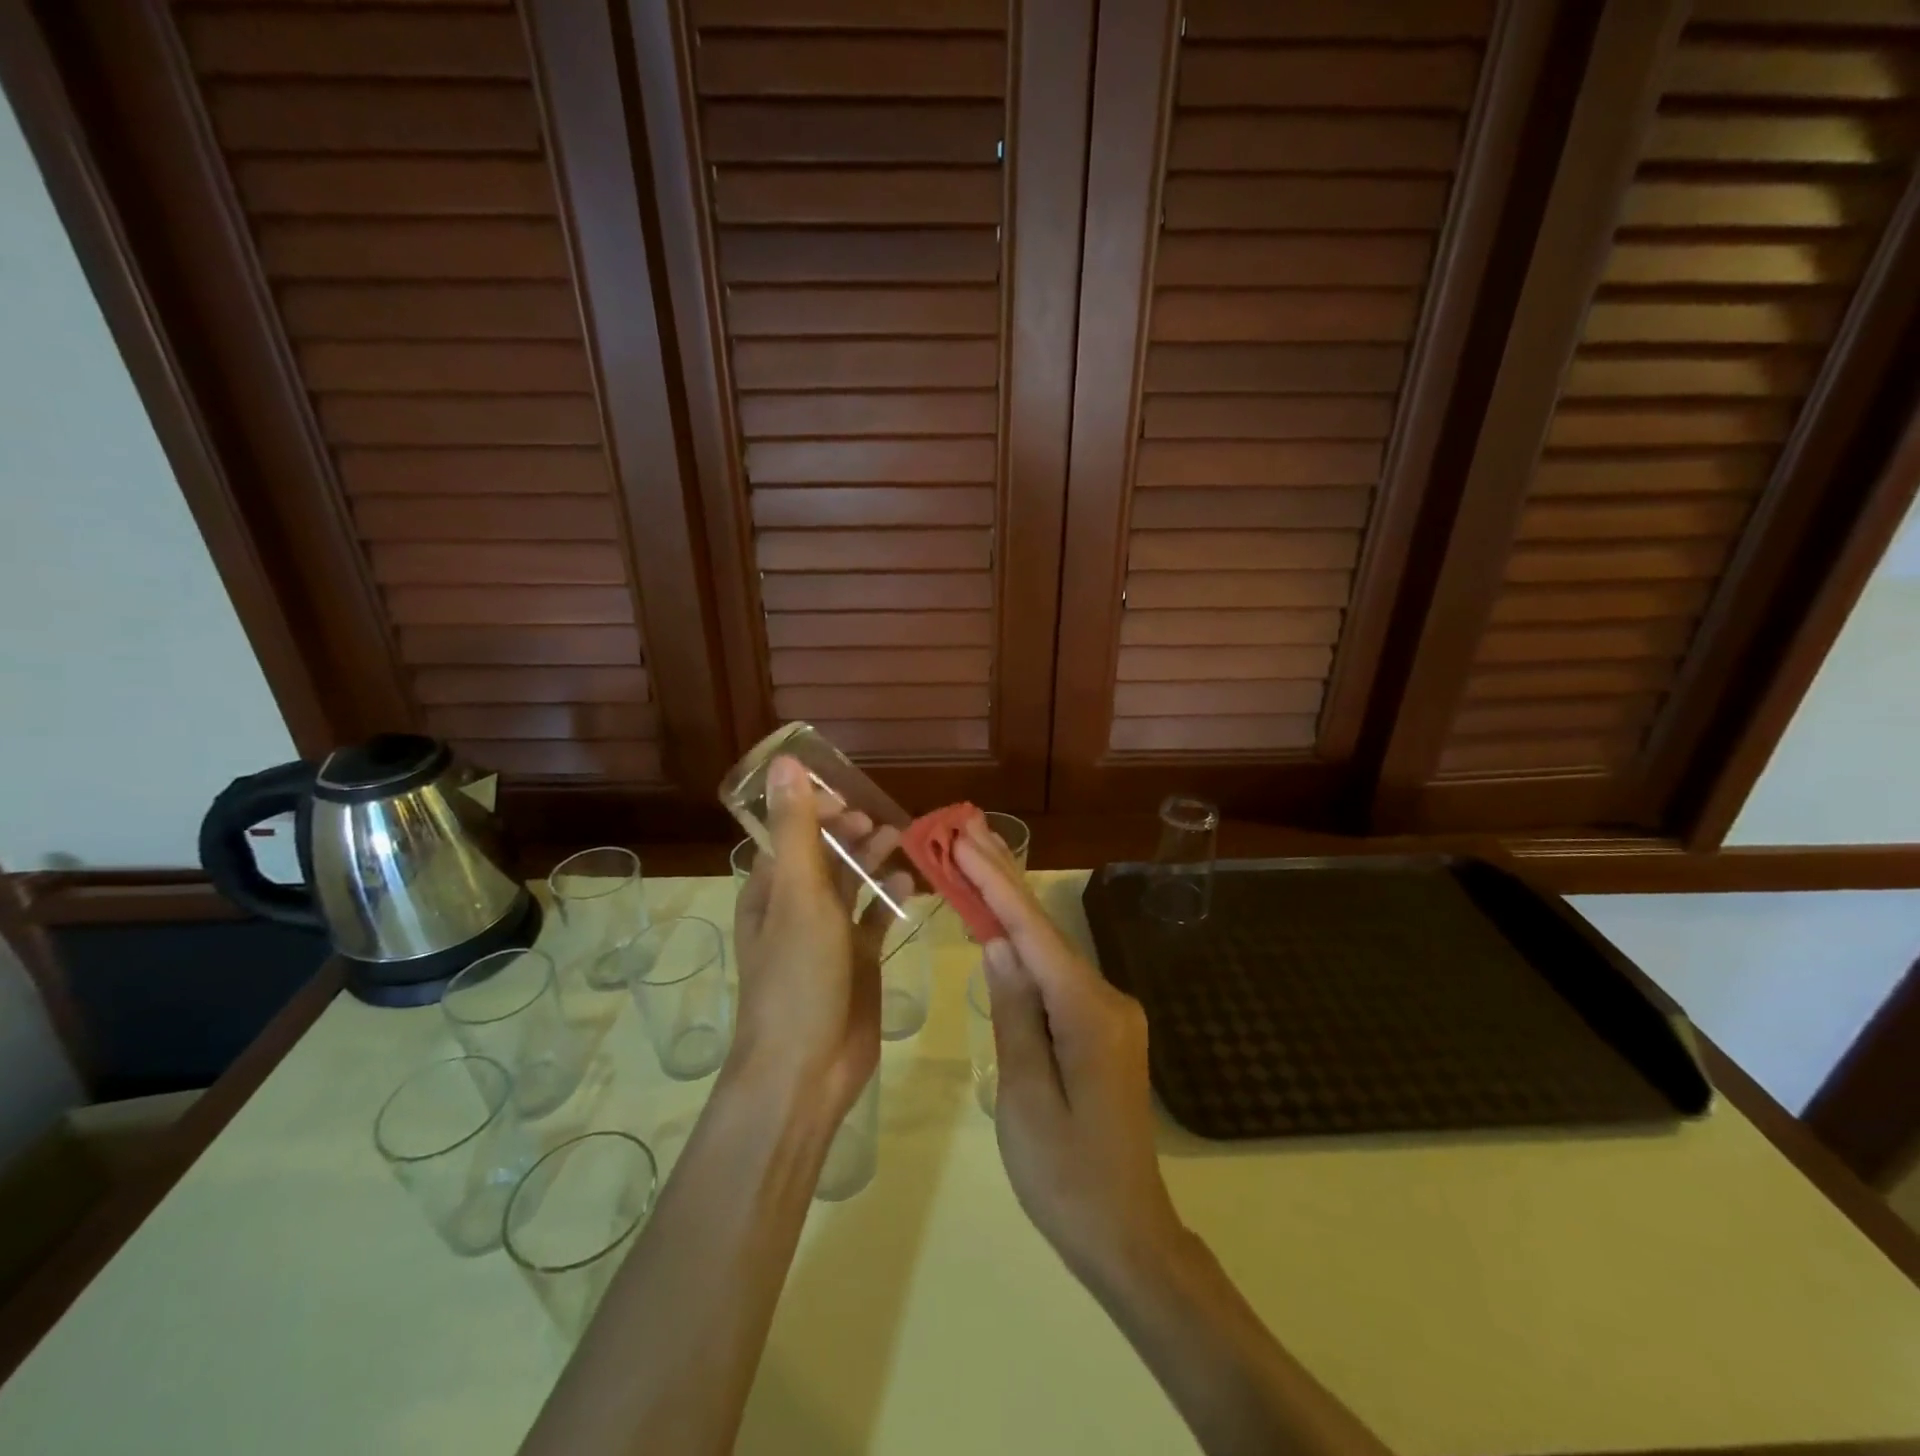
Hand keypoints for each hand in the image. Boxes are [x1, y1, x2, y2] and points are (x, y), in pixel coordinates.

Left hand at [730, 755, 892, 1123]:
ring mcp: (828, 935)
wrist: (807, 1070)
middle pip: (824, 855)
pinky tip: (911, 884)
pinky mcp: (856, 960)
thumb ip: (796, 829)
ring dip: (872, 859)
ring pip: (851, 883)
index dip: (818, 811)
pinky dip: (889, 897)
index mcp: (770, 889)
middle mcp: (795, 907)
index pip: (791, 833)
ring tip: (901, 840)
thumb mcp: (797, 895)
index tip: (852, 796)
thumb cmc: (797, 977)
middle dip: (851, 833)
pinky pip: (874, 917)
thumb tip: (784, 762)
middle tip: (882, 822)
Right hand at [953, 823, 1185, 1291]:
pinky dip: (1027, 948)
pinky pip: (1058, 978)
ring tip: (975, 863)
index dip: (996, 882)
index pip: (1033, 932)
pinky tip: (1004, 928)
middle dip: (1004, 877)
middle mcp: (1108, 999)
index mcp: (1089, 1013)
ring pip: (1052, 951)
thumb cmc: (1065, 1176)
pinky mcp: (1104, 1029)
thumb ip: (1014, 1012)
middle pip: (1047, 930)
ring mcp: (1111, 1013)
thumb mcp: (1024, 1096)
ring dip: (1013, 909)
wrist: (1128, 1235)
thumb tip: (998, 943)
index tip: (964, 839)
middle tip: (966, 829)